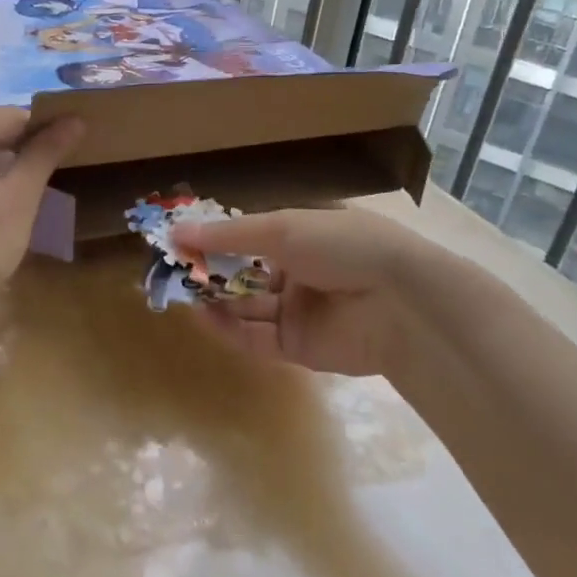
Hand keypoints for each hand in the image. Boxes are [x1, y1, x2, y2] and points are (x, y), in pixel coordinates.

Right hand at [171, 207, 442, 378]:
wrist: (401, 304)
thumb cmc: (342, 247)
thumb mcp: (281, 229)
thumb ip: (227, 235)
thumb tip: (176, 231)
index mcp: (303, 235)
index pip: (251, 235)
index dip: (218, 237)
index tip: (181, 238)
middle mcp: (300, 271)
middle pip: (245, 272)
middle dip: (212, 270)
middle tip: (174, 269)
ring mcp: (300, 310)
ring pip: (247, 305)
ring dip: (216, 299)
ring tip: (182, 292)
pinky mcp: (299, 347)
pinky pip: (256, 337)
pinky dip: (229, 327)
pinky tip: (203, 315)